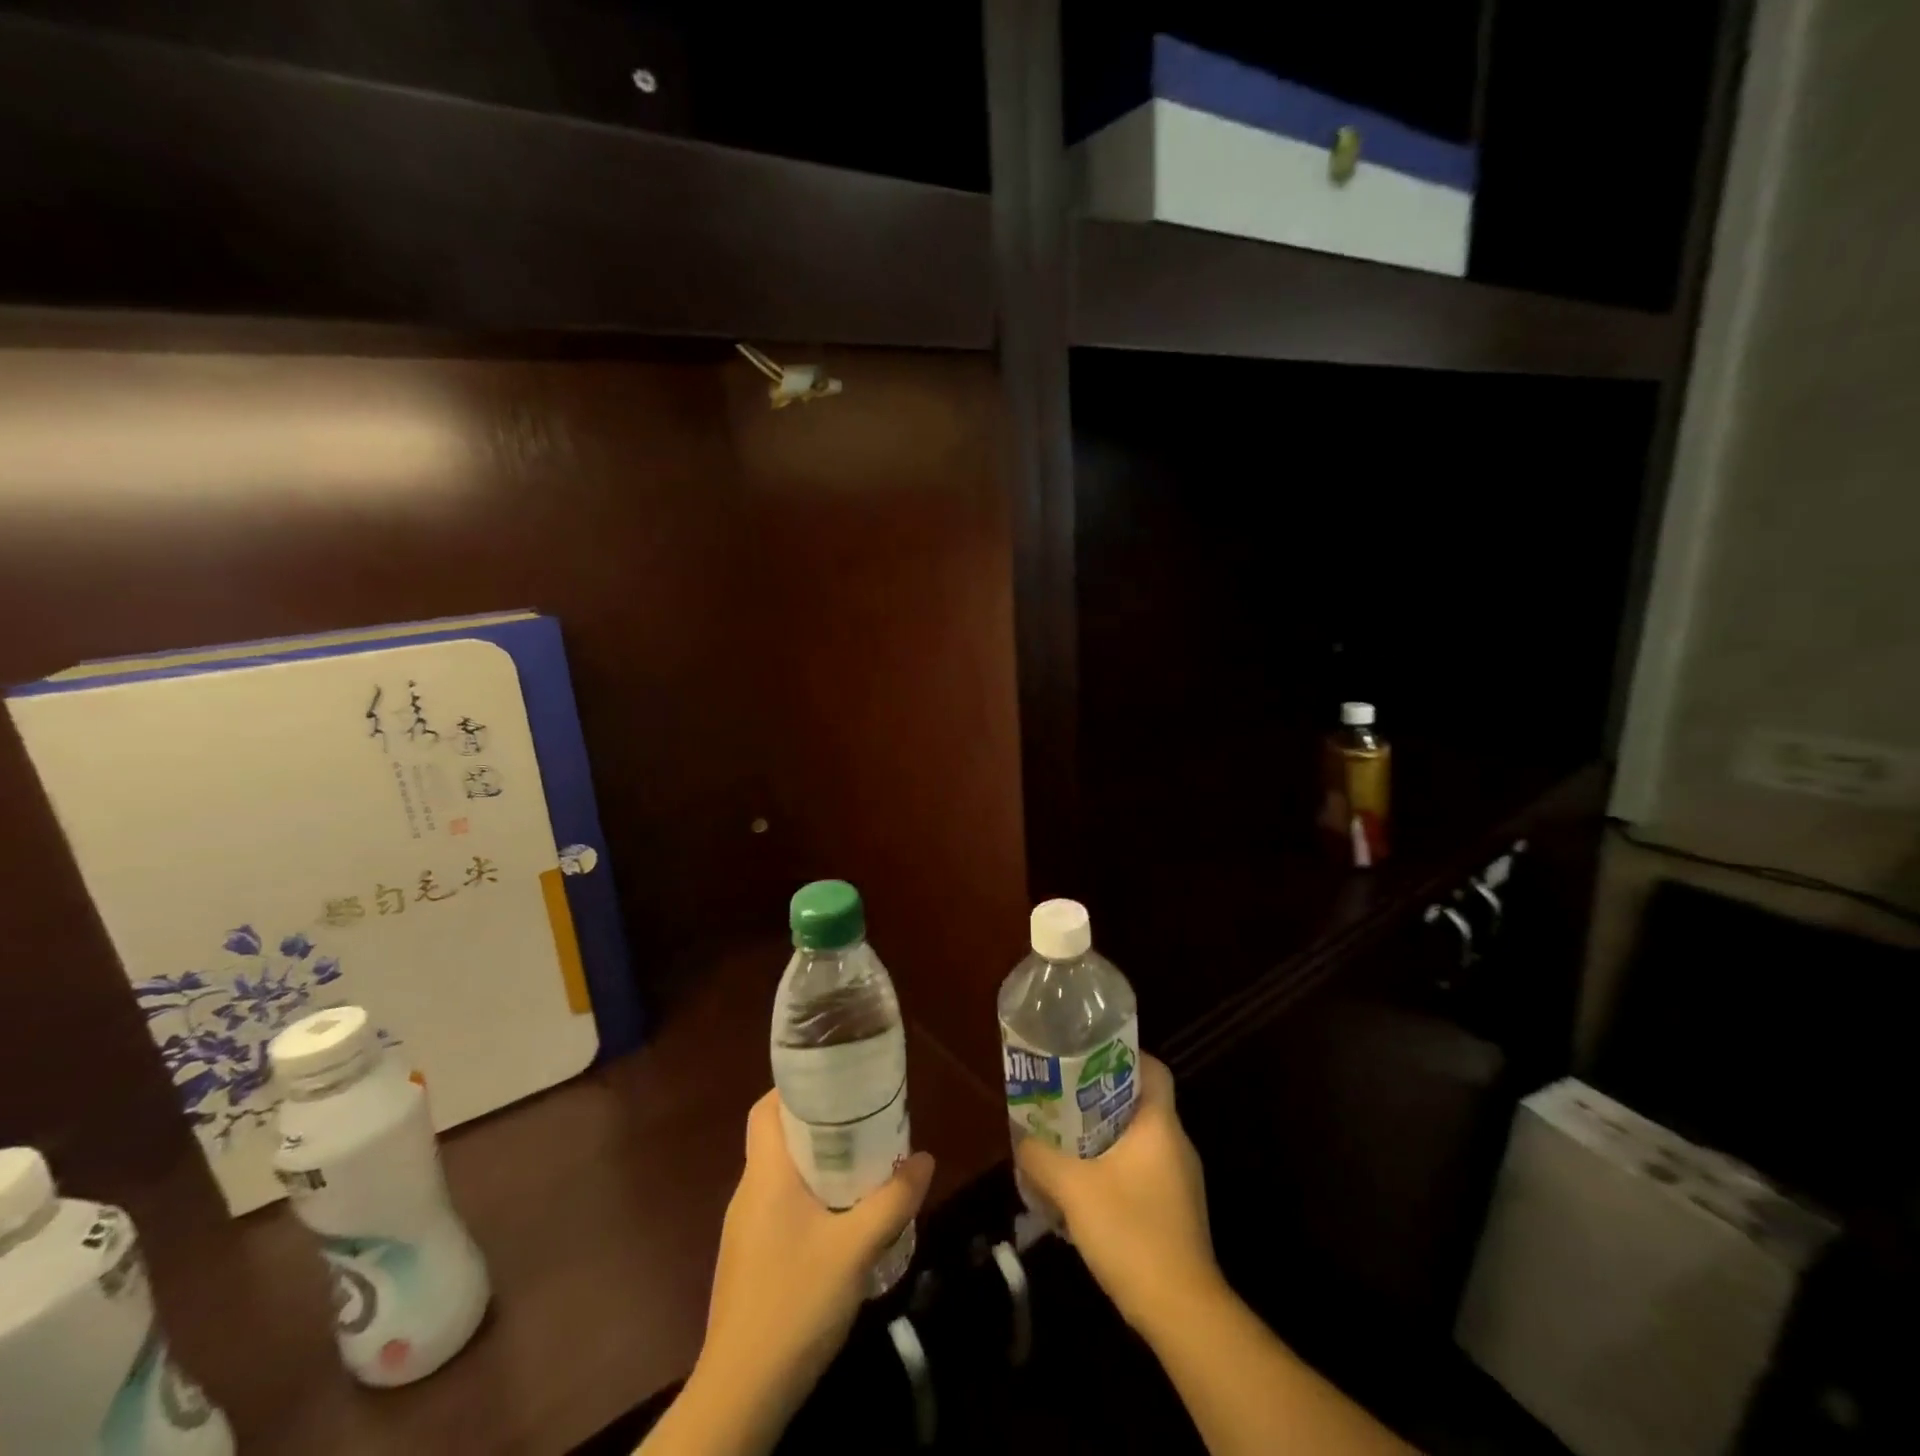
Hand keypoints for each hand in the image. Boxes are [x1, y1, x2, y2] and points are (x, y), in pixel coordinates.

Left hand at [691, 1089, 934, 1432]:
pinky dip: (809, 1200)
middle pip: (777, 1138)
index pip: (767, 1108)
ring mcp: (744, 1230)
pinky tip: (840, 1222)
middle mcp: (748, 1193)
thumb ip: (893, 1200)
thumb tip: (924, 1158)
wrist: (740, 1395)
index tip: (837, 1082)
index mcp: (765, 1175)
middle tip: (864, 1122)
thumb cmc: (794, 1304)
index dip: (797, 1088)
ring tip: (861, 1166)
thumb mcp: (856, 1249)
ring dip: (817, 1165)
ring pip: (780, 1176)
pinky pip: (779, 1209)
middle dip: (819, 1124)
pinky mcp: (748, 1261)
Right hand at [1014, 1054, 1222, 1332]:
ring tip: (1064, 1140)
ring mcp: (1180, 1180)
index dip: (1123, 1056)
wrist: (1181, 1311)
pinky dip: (1114, 1168)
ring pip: (1138, 1139)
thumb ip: (1041, 1157)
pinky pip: (1142, 1170)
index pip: (1153, 1069)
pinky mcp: (1175, 1210)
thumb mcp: (1073, 1189)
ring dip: (1103, 1137)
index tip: (1087, 1057)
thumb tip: (1022, 1140)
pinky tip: (1084, 1187)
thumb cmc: (1131, 1232)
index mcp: (1160, 1125)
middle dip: (1100, 1097)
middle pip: (1139, 1103)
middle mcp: (1176, 1144)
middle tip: (1062, 1097)